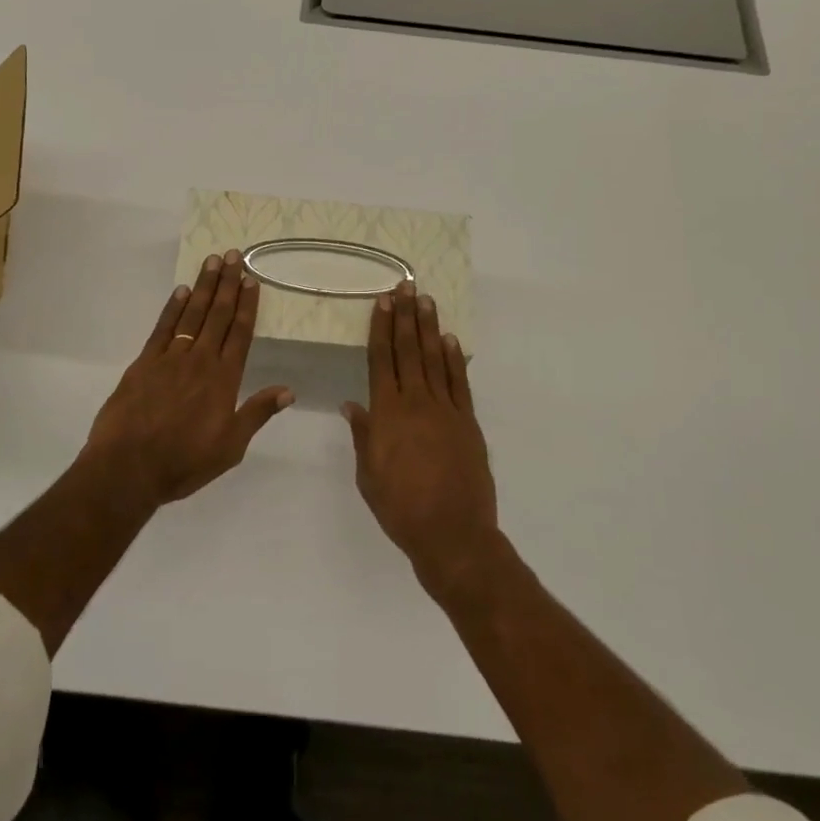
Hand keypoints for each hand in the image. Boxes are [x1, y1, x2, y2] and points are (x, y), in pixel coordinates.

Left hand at [85, 251, 294, 506]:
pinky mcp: (144, 363)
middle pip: (217, 315)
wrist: (128, 468)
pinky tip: (180, 291)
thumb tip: (288, 391)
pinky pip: (162, 328)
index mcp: (224, 380)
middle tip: (233, 255)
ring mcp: (170, 358)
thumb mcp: (231, 447)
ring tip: (212, 261)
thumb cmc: (184, 462)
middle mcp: (200, 361)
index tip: (251, 280)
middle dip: (227, 284)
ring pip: (191, 314)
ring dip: (203, 287)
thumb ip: (257, 414)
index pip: (240, 333)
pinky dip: (172, 308)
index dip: (246, 305)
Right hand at [342, 281, 501, 601]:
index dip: (382, 328)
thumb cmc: (400, 507)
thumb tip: (352, 405)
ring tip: (427, 301)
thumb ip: (362, 435)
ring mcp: (445, 409)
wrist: (452, 533)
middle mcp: (416, 402)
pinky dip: (454, 359)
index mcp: (387, 413)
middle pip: (408, 350)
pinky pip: (459, 382)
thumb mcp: (368, 475)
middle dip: (406, 316)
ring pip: (434, 359)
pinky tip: (449, 340)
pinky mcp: (467, 421)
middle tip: (406, 287)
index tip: (383, 302)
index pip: (382, 359)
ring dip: (429, 328)